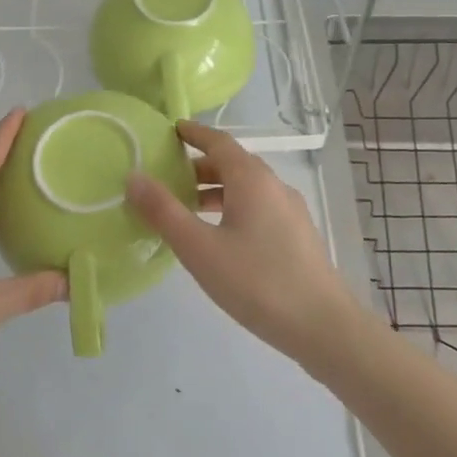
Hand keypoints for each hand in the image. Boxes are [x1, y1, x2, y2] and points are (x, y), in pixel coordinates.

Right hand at [125, 120, 359, 366]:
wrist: (323, 325)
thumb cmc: (256, 282)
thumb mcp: (200, 248)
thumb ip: (163, 212)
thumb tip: (133, 177)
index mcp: (252, 179)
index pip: (219, 141)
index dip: (194, 134)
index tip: (171, 131)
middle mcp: (274, 186)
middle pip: (233, 164)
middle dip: (200, 166)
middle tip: (168, 177)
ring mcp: (290, 211)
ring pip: (247, 188)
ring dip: (216, 190)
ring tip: (188, 210)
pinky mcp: (297, 236)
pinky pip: (259, 208)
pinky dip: (233, 208)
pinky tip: (220, 238)